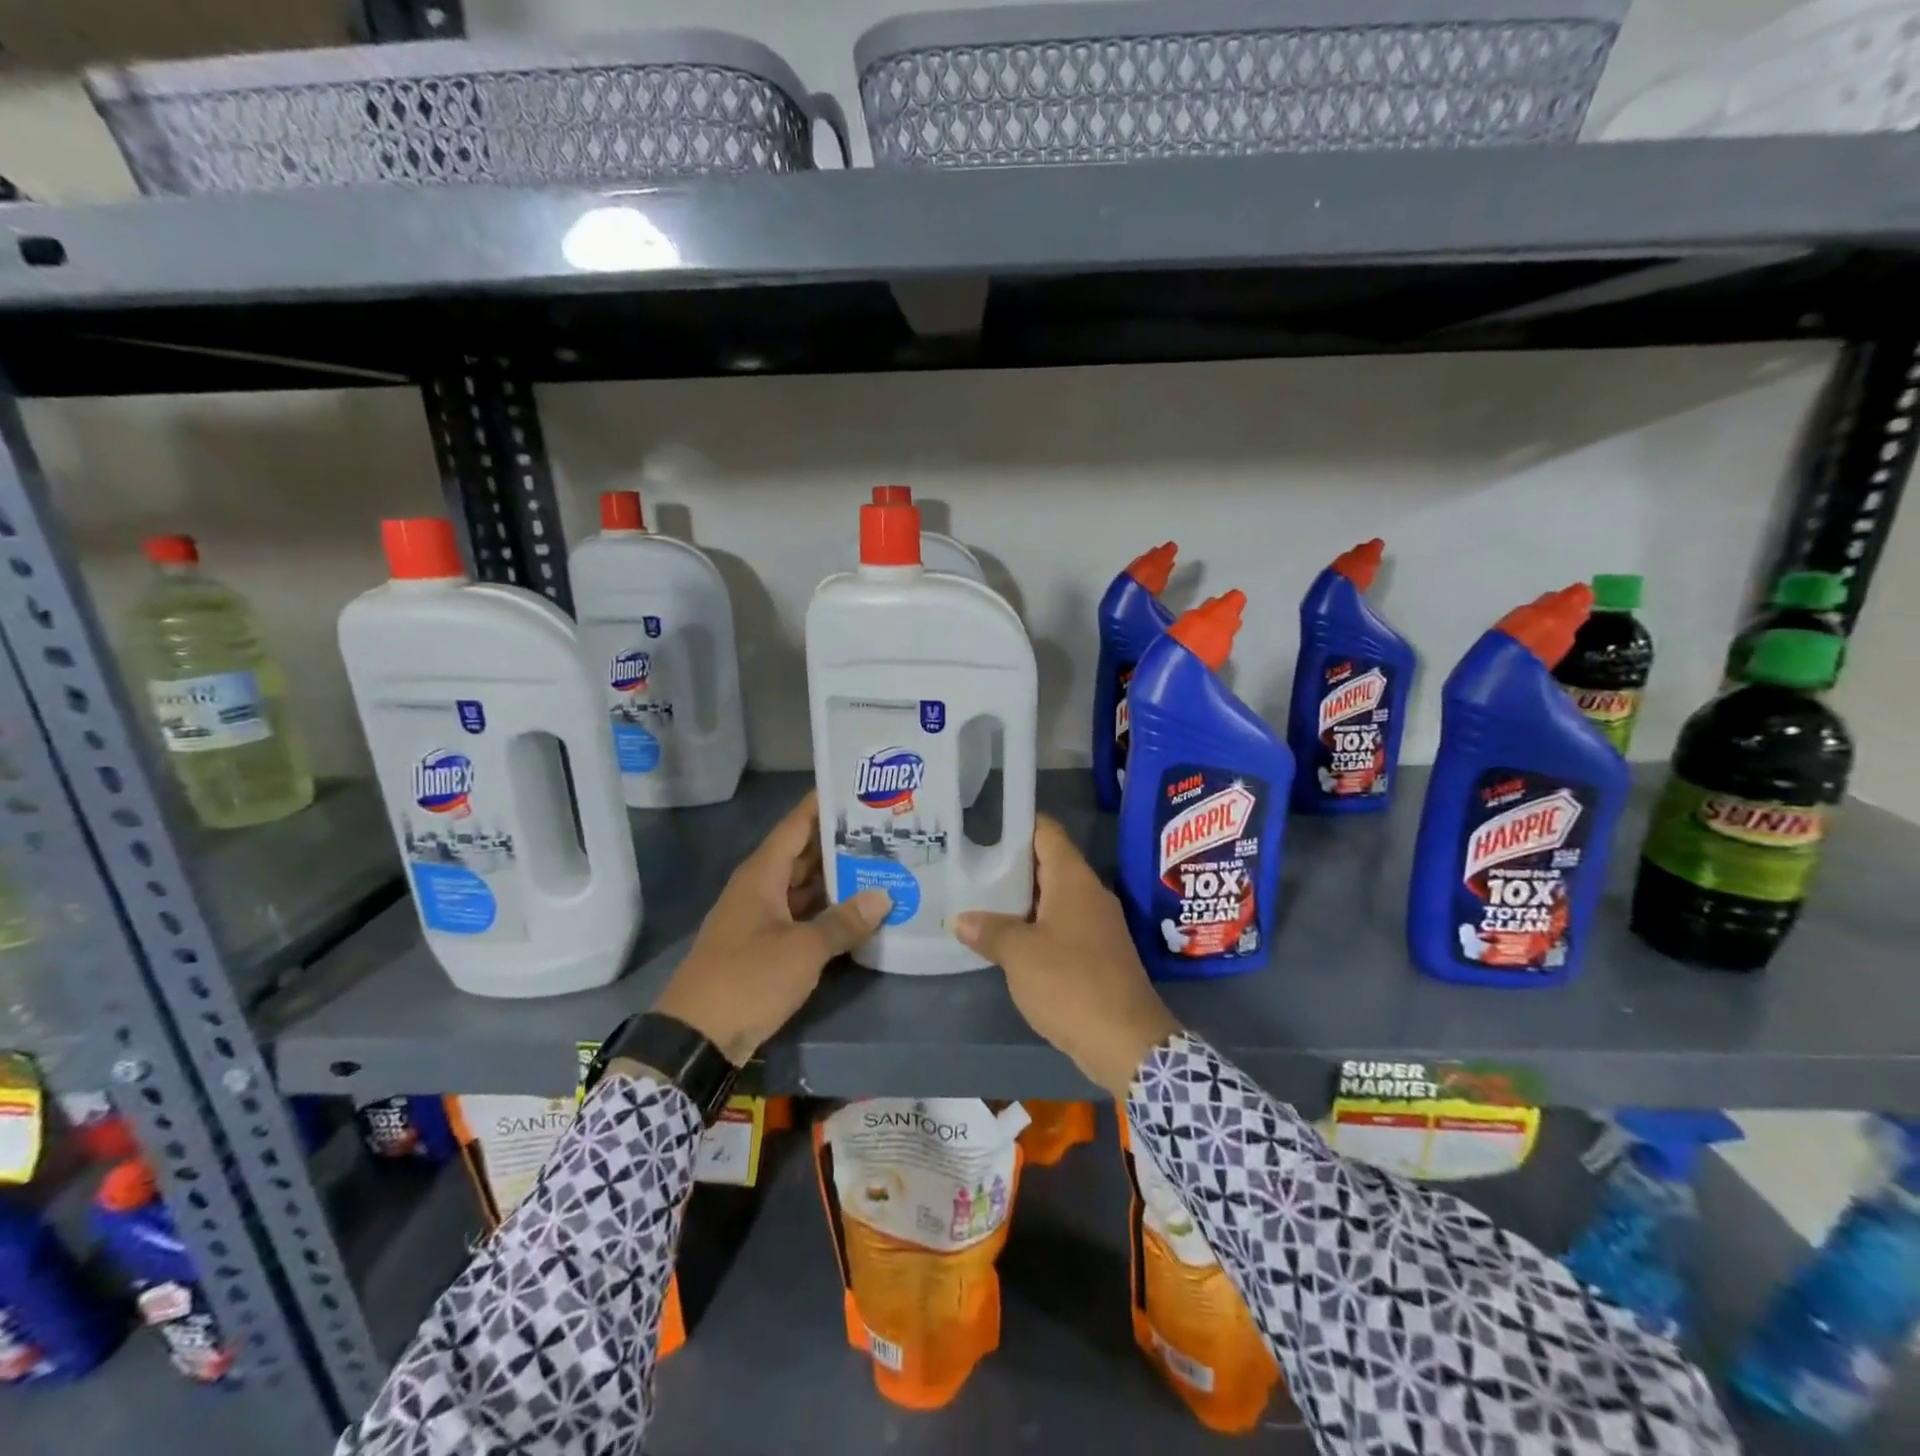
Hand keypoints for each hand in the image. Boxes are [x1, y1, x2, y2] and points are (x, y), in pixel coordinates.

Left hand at [650, 791, 890, 1064]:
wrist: (696, 1037)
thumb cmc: (747, 978)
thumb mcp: (802, 949)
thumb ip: (843, 922)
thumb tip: (883, 896)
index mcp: (762, 874)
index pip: (796, 824)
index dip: (823, 804)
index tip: (858, 787)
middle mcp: (760, 888)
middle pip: (803, 853)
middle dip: (840, 841)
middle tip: (885, 829)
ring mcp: (762, 918)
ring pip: (804, 885)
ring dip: (837, 878)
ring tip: (881, 863)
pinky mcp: (765, 946)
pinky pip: (802, 915)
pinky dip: (828, 910)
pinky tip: (859, 911)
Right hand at [952, 817, 1179, 1098]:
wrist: (1126, 1042)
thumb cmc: (1071, 983)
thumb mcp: (1019, 955)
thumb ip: (989, 931)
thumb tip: (960, 920)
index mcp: (1074, 879)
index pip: (1046, 832)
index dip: (1017, 823)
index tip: (984, 826)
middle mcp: (1090, 893)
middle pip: (1048, 864)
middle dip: (1011, 865)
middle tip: (970, 865)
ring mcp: (1097, 924)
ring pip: (1053, 898)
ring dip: (1021, 901)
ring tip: (980, 900)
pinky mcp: (1099, 954)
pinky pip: (1062, 926)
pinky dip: (1036, 927)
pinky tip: (1008, 941)